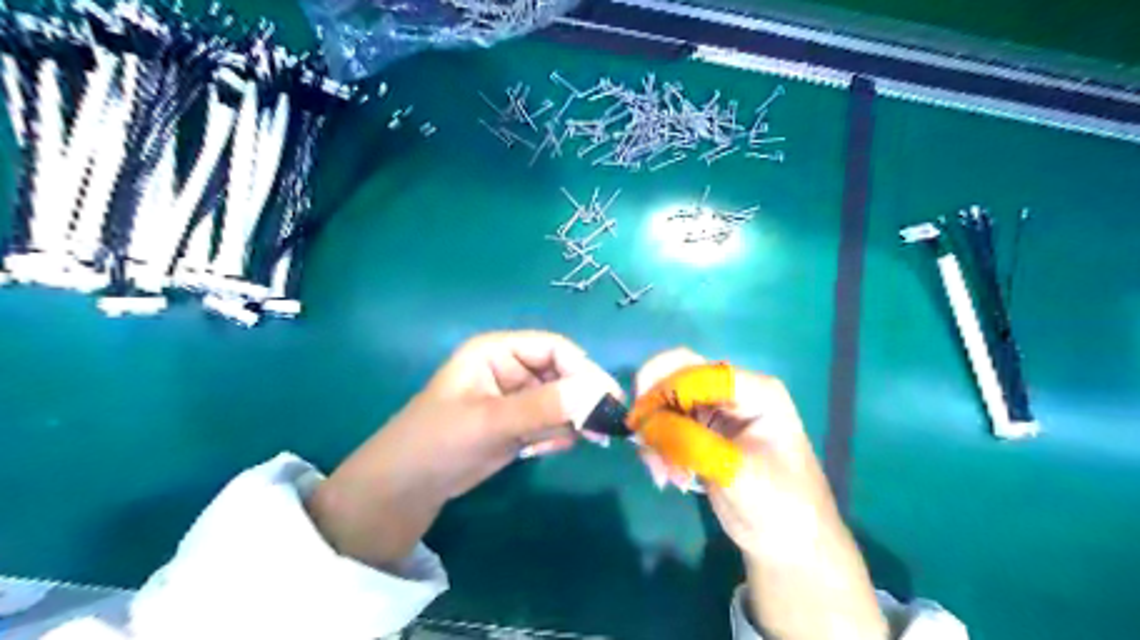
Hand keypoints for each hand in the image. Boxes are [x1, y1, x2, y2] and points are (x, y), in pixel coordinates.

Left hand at [307, 332, 619, 565]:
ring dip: (573, 419)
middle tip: (605, 427)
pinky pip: (550, 423)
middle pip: (561, 374)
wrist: (405, 490)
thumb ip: (544, 407)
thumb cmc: (438, 442)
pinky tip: (551, 450)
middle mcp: (509, 368)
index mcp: (497, 351)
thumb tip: (598, 394)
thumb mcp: (490, 421)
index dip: (583, 369)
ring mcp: (514, 399)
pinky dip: (558, 435)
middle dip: (582, 398)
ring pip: (560, 400)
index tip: (608, 400)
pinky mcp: (517, 425)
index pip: (554, 348)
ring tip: (586, 440)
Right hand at [632, 352, 889, 639]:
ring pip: (665, 401)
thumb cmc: (779, 504)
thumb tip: (645, 423)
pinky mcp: (700, 430)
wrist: (788, 541)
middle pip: (676, 374)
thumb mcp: (736, 473)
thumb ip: (690, 443)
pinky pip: (666, 424)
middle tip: (639, 438)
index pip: (697, 371)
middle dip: (653, 405)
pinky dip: (657, 446)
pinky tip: (667, 477)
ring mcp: (715, 409)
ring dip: (654, 432)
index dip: (664, 389)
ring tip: (661, 474)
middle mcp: (732, 391)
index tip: (641, 423)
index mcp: (754, 390)